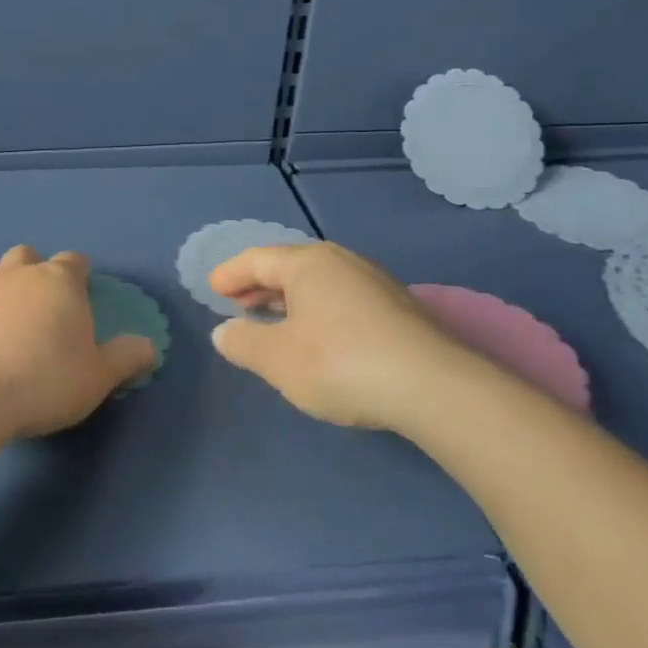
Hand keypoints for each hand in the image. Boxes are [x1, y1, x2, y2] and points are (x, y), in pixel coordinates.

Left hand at [0, 245, 157, 439]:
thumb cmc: (45, 381)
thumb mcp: (98, 377)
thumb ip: (126, 358)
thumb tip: (150, 347)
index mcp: (60, 282)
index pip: (74, 261)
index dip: (79, 273)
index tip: (82, 290)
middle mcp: (18, 274)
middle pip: (27, 255)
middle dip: (35, 269)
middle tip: (42, 301)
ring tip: (1, 305)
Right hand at [208, 241, 497, 433]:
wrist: (434, 387)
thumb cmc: (341, 363)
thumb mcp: (278, 359)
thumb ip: (243, 343)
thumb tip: (224, 331)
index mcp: (308, 264)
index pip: (258, 259)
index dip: (231, 274)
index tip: (213, 289)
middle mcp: (342, 262)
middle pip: (290, 266)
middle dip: (260, 285)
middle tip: (238, 304)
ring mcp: (375, 283)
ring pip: (319, 283)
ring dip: (289, 299)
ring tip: (274, 320)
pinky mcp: (398, 310)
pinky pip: (342, 299)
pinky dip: (317, 310)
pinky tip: (318, 336)